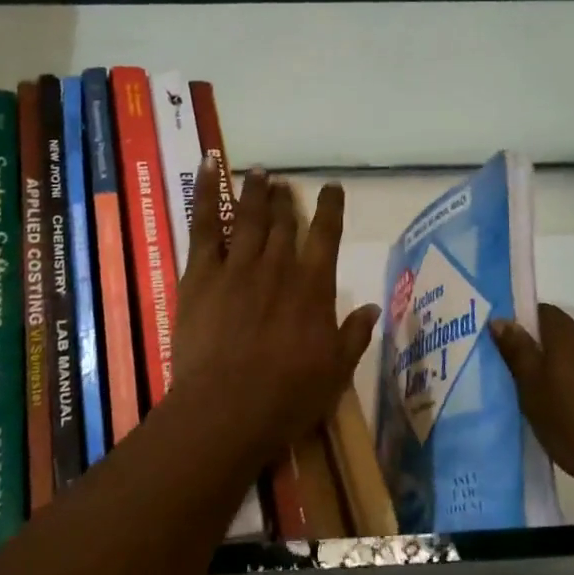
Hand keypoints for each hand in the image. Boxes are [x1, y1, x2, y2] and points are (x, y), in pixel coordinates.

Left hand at [172, 164, 380, 466]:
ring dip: (255, 191)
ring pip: (248, 216)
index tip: (332, 187)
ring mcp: (237, 265)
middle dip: (286, 200)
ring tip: (259, 172)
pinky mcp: (201, 273)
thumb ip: (355, 335)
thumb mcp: (336, 371)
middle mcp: (278, 266)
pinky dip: (206, 192)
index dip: (331, 207)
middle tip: (284, 184)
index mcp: (314, 287)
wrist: (227, 408)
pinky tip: (208, 166)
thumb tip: (372, 307)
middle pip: (284, 221)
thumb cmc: (288, 396)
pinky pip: (204, 224)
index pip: (327, 235)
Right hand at [489, 304, 573, 519]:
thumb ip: (518, 353)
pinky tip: (567, 417)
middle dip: (538, 351)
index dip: (521, 324)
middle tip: (514, 378)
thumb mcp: (533, 391)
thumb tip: (501, 319)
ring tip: (539, 402)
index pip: (543, 312)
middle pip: (560, 336)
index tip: (503, 347)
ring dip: (558, 373)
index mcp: (571, 338)